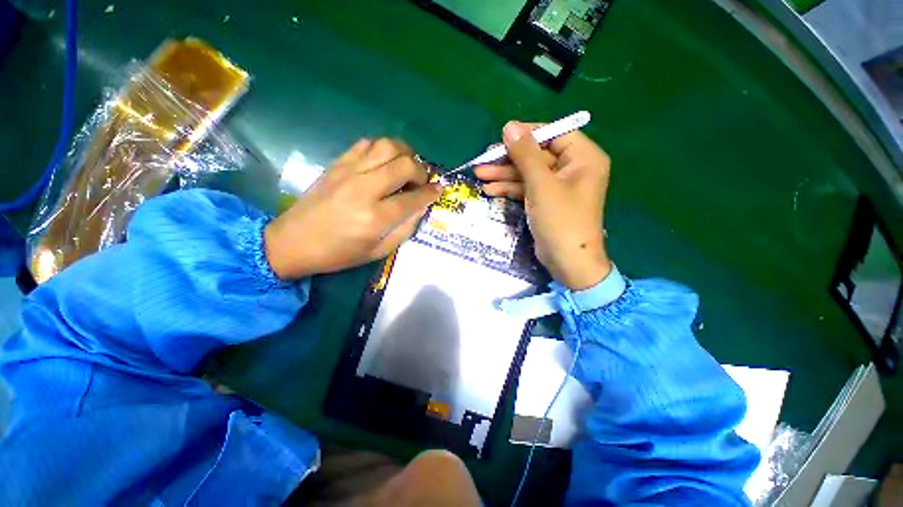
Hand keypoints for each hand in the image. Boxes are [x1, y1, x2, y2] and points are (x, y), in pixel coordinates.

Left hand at [264, 139, 440, 278]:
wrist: (293, 241)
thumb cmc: (339, 253)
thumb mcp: (378, 251)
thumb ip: (404, 229)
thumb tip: (421, 207)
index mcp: (375, 218)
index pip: (413, 198)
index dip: (431, 193)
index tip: (439, 190)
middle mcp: (364, 189)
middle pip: (404, 165)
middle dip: (421, 171)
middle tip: (422, 181)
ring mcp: (349, 172)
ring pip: (387, 146)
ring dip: (405, 153)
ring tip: (407, 166)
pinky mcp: (337, 164)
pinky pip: (366, 144)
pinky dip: (382, 149)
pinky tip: (384, 162)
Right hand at [475, 122, 610, 289]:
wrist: (567, 261)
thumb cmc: (560, 220)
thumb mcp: (541, 184)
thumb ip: (525, 154)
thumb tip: (509, 126)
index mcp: (583, 157)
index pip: (554, 134)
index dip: (527, 134)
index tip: (502, 137)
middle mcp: (573, 168)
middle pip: (537, 155)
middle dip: (509, 159)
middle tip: (483, 160)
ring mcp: (558, 186)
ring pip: (528, 173)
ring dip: (505, 174)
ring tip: (479, 175)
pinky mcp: (546, 201)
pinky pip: (527, 188)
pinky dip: (510, 188)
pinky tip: (490, 190)